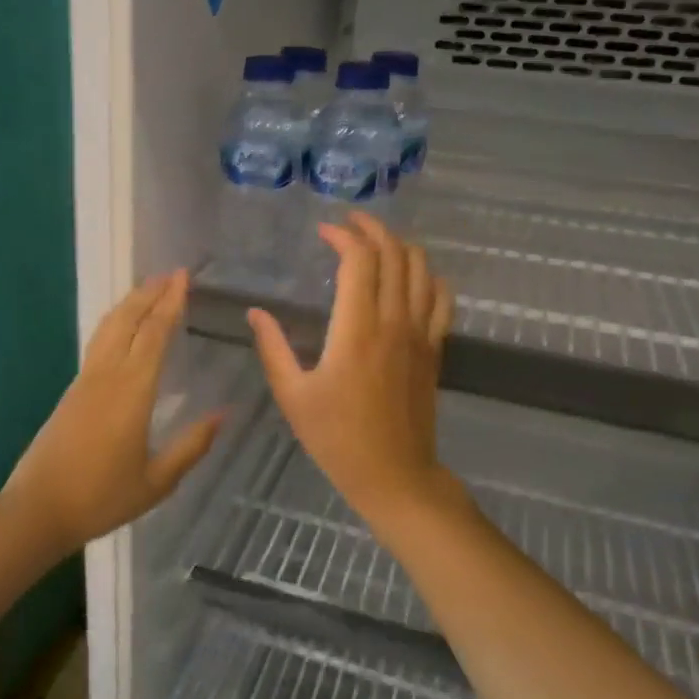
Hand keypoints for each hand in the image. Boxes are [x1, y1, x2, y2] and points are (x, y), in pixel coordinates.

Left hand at [1, 270, 221, 556]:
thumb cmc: (101, 497)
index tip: (183, 278)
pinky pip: (99, 341)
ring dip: (131, 302)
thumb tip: (223, 414)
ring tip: (150, 289)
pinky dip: (117, 321)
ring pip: (109, 326)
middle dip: (150, 293)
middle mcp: (107, 374)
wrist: (38, 509)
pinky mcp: (73, 389)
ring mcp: (86, 379)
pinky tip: (124, 326)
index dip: (170, 303)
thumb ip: (192, 446)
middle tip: (172, 274)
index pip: (155, 333)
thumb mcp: (157, 480)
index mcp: (132, 390)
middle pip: (128, 319)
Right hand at [248, 214, 469, 537]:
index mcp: (356, 330)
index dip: (343, 236)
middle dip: (373, 229)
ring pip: (421, 270)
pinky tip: (415, 274)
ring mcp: (420, 334)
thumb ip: (273, 349)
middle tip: (350, 222)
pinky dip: (430, 276)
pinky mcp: (434, 349)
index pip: (359, 261)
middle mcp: (393, 322)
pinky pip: (442, 300)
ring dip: (401, 246)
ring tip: (378, 241)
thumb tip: (255, 313)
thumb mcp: (293, 396)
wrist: (394, 476)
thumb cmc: (337, 438)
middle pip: (394, 255)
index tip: (323, 232)